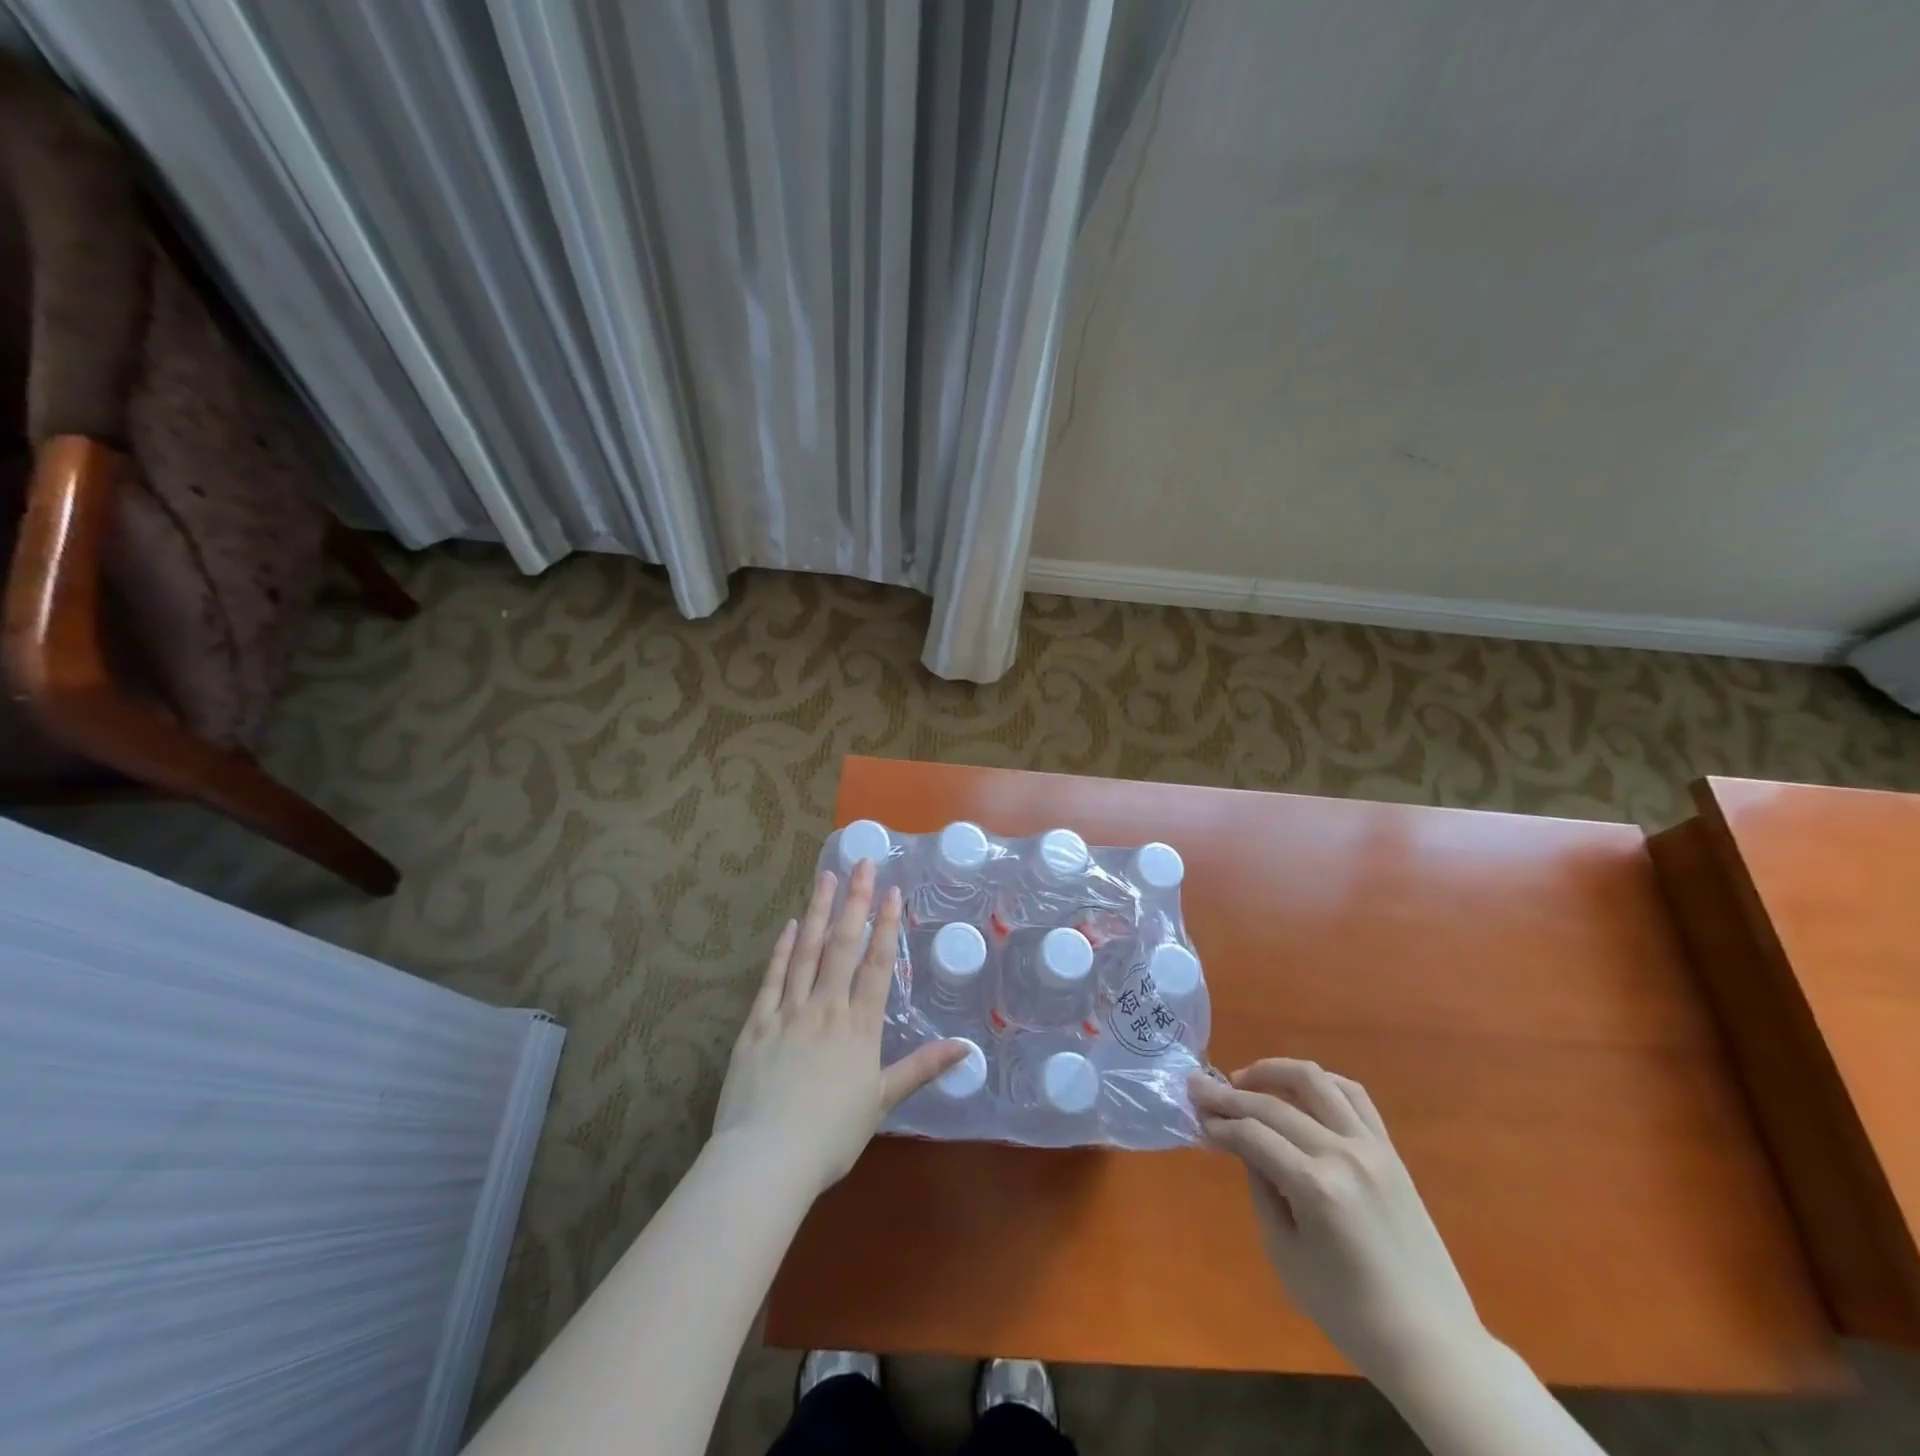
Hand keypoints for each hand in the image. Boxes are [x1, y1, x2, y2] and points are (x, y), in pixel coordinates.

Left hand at [713, 861, 966, 1199]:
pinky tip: (790, 925)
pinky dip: (782, 950)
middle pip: (843, 946)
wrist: (767, 1158)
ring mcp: (788, 1013)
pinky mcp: (756, 1025)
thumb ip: (920, 1069)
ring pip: (807, 952)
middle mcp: (826, 1009)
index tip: (890, 891)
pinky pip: (772, 979)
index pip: (876, 965)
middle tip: (861, 863)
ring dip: (819, 912)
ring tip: (825, 877)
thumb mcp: (881, 1103)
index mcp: (859, 1027)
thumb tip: (965, 1048)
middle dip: (854, 902)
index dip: (885, 926)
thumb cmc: (830, 1136)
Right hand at [1190, 1059, 1484, 1384]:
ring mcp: (1372, 1147)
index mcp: (1317, 1187)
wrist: (1432, 1343)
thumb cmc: (1349, 1312)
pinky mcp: (1390, 1151)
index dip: (1218, 1124)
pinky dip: (1320, 1082)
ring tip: (1245, 1080)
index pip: (1252, 1135)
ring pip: (1315, 1080)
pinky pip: (1353, 1095)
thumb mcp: (1286, 1255)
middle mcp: (1344, 1154)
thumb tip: (1239, 1144)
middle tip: (1199, 1088)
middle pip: (1274, 1105)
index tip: (1195, 1117)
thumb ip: (1261, 1189)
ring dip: (1273, 1071)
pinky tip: (1296, 1090)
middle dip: (1229, 1094)